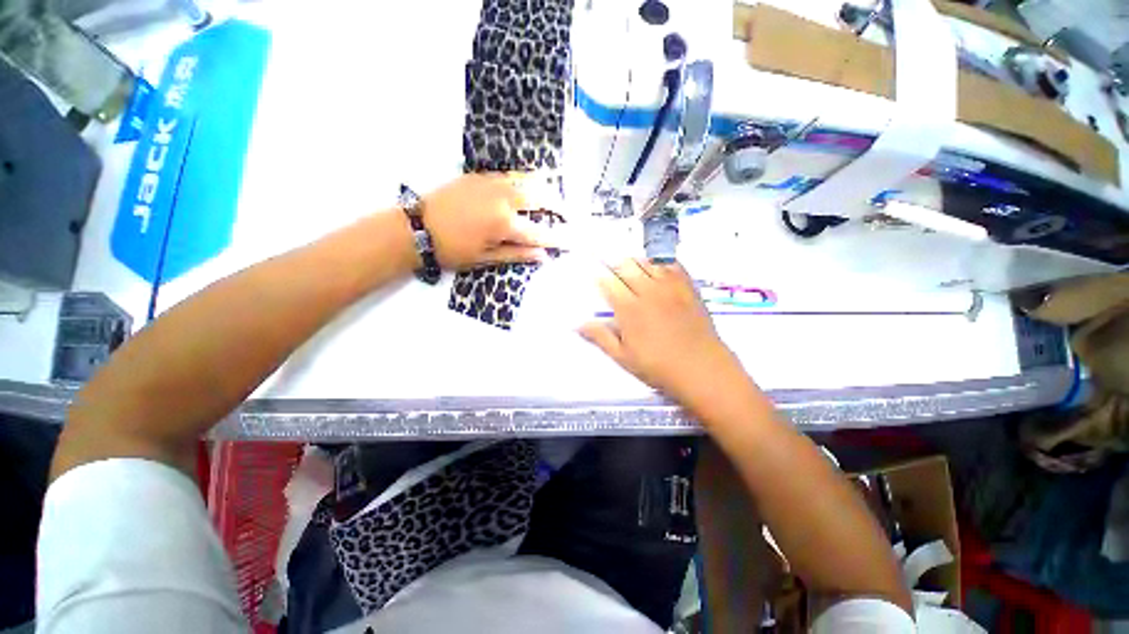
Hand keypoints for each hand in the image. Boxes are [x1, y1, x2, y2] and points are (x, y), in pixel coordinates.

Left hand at [422, 173, 563, 269]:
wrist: (416, 227)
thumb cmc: (453, 250)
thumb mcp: (486, 258)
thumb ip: (517, 254)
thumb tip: (543, 256)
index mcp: (504, 224)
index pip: (540, 232)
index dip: (559, 237)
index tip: (572, 241)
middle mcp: (503, 199)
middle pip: (540, 197)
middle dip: (558, 206)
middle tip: (567, 214)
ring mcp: (492, 184)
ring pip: (527, 180)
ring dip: (544, 189)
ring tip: (552, 198)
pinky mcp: (480, 176)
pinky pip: (510, 176)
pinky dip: (524, 181)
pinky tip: (527, 188)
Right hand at [579, 260, 743, 404]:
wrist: (702, 369)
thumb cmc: (658, 367)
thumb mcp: (623, 357)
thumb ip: (600, 337)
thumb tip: (578, 324)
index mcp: (629, 309)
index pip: (609, 283)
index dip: (599, 277)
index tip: (595, 276)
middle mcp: (648, 291)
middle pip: (626, 266)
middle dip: (614, 265)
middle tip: (610, 269)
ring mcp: (670, 287)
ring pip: (647, 262)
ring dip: (634, 262)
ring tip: (630, 267)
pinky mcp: (688, 287)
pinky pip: (672, 264)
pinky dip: (660, 262)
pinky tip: (656, 267)